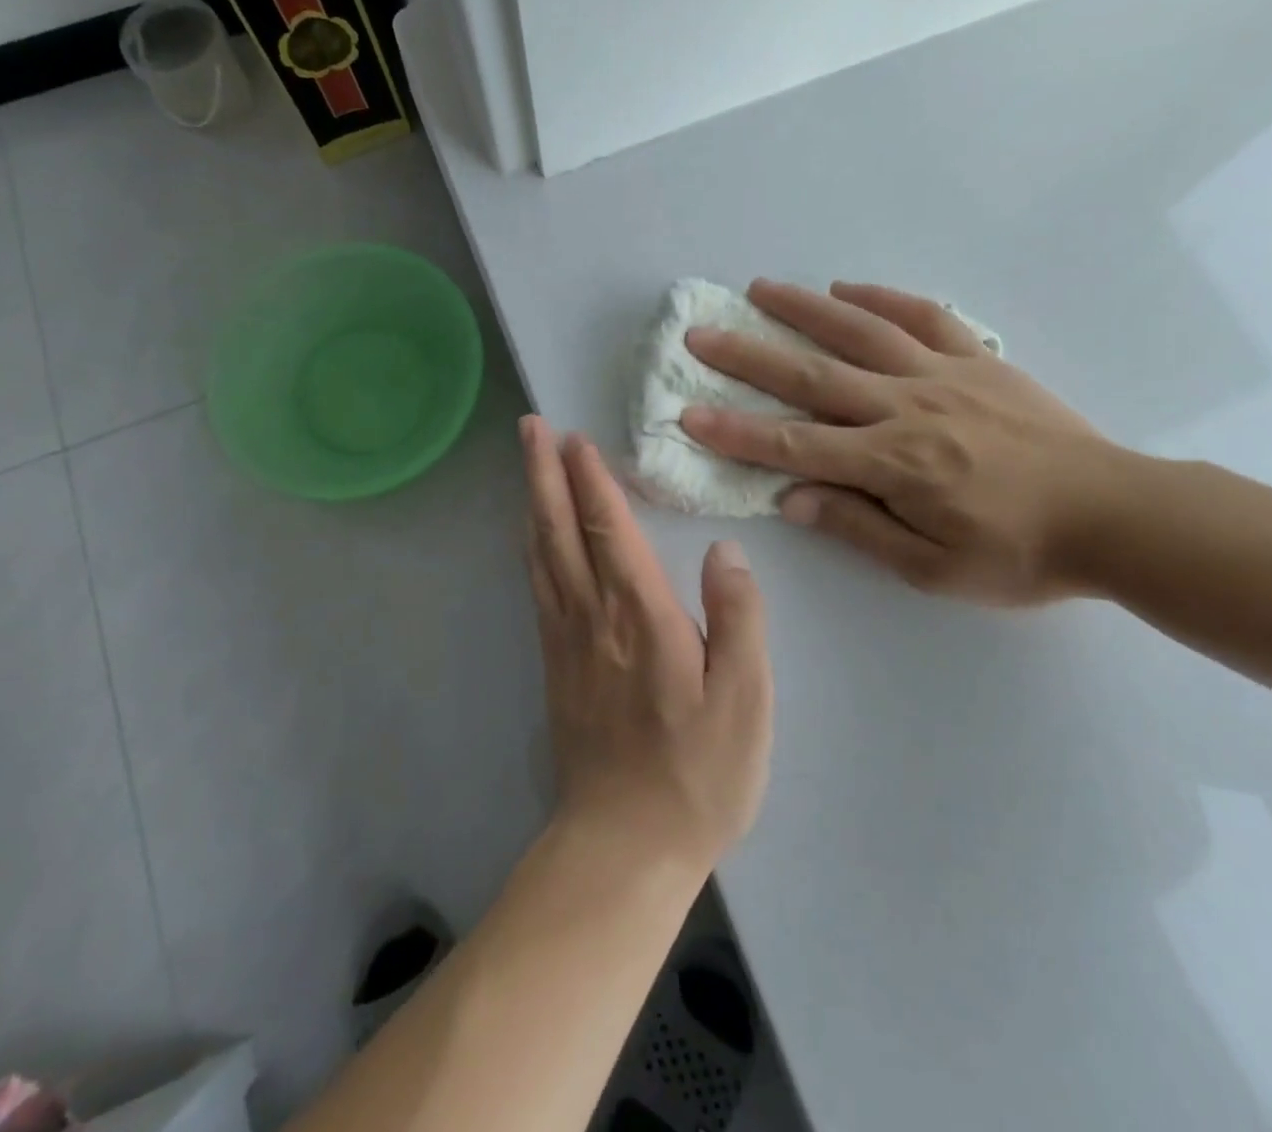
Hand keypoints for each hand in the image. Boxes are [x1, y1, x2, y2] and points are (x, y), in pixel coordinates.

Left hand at [520, 416, 772, 873]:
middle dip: (544, 472)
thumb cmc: (697, 774)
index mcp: (640, 616)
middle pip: (560, 529)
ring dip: (532, 500)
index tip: (576, 437)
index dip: (591, 479)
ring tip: (526, 463)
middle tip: (530, 426)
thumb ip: (739, 619)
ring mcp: (566, 639)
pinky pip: (538, 586)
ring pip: (541, 553)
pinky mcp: (554, 664)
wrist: (623, 846)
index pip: (610, 529)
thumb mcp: (745, 701)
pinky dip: (532, 547)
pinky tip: (532, 535)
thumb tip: (725, 551)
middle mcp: (593, 616)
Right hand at [681, 280, 1125, 604]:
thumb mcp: (933, 569)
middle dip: (749, 355)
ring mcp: (944, 375)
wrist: (1116, 516)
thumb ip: (859, 528)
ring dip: (804, 308)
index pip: (796, 444)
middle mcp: (907, 407)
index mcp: (894, 464)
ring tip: (759, 289)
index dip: (737, 431)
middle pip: (813, 375)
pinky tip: (845, 287)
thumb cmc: (1020, 554)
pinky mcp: (977, 360)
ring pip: (861, 331)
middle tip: (702, 332)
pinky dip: (881, 297)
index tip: (688, 414)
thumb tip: (792, 498)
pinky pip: (923, 317)